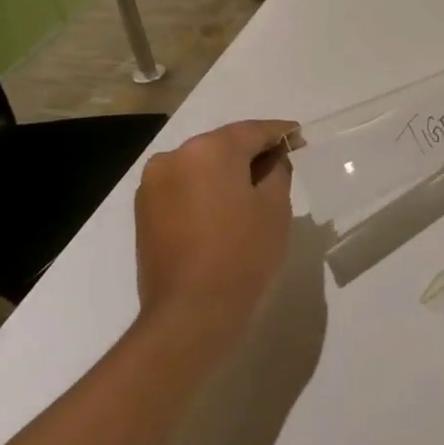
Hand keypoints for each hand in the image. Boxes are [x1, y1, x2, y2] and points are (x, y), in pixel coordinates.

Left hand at [134, 119, 297, 332]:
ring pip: (201, 165)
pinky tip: (223, 206)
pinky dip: (204, 188)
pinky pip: (183, 185)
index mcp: (210, 150)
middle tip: (280, 163)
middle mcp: (175, 156)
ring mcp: (154, 183)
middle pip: (223, 144)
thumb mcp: (275, 207)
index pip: (253, 131)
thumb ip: (277, 170)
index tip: (298, 136)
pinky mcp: (144, 210)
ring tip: (252, 189)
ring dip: (226, 171)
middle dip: (251, 152)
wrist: (190, 313)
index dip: (280, 132)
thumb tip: (273, 158)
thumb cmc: (242, 255)